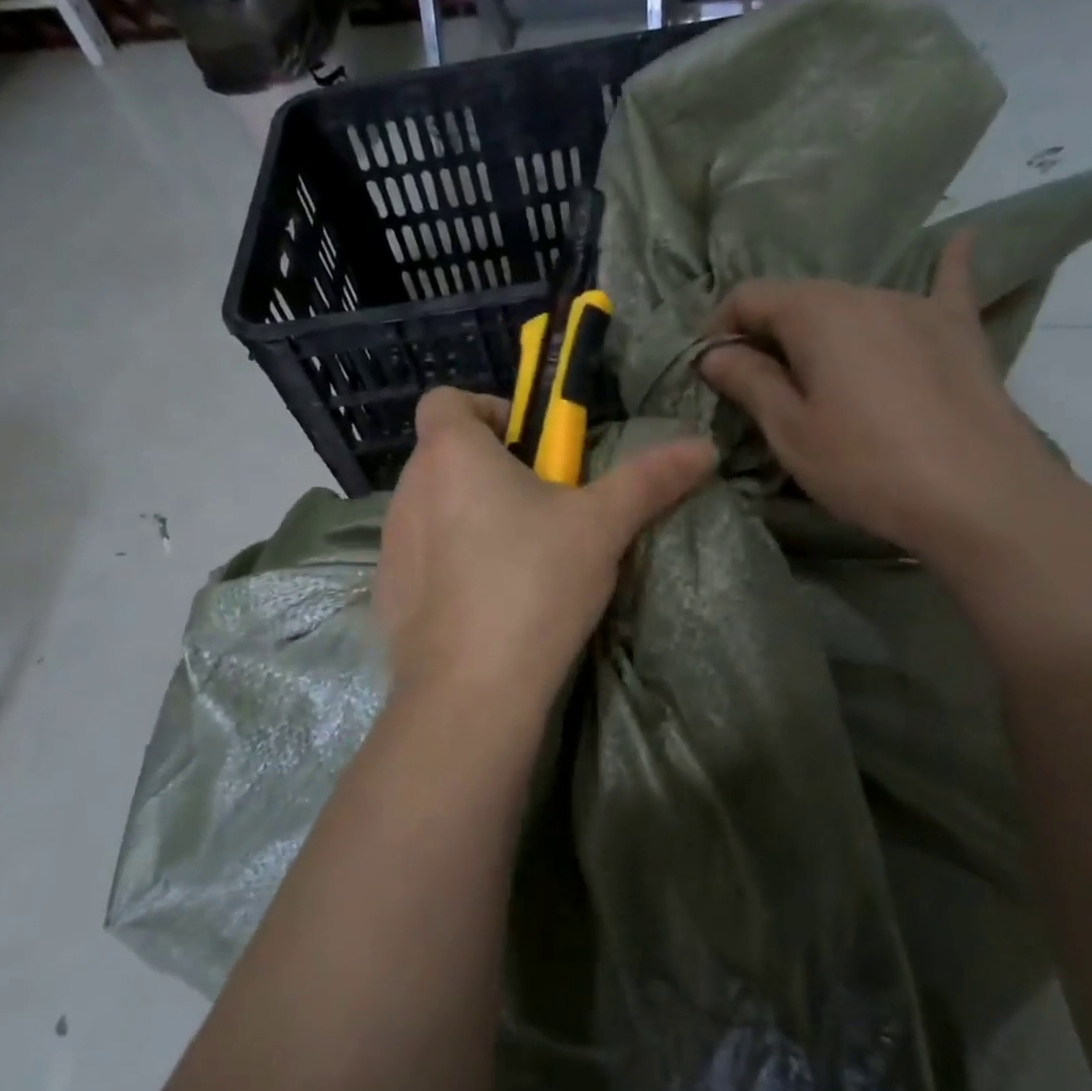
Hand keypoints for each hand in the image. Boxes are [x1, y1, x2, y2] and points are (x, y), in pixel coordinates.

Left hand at [375, 389, 714, 721]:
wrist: (472, 690)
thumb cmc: (535, 584)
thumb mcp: (602, 526)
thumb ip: (650, 479)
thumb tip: (703, 446)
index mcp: (451, 454)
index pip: (448, 399)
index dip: (489, 410)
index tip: (531, 446)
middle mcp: (409, 490)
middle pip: (445, 456)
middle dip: (491, 469)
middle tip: (542, 508)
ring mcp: (391, 545)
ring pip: (433, 509)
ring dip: (469, 516)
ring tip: (518, 559)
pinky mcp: (387, 594)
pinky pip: (420, 559)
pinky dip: (449, 564)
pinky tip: (486, 603)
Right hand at [697, 235, 1073, 560]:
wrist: (980, 496)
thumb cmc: (867, 466)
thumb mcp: (790, 432)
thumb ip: (748, 382)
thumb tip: (713, 353)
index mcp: (816, 312)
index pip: (750, 296)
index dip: (719, 327)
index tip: (708, 368)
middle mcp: (866, 292)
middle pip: (801, 299)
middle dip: (769, 332)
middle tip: (758, 382)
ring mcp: (919, 307)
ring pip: (854, 304)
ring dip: (824, 329)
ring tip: (820, 369)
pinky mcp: (960, 332)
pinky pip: (946, 288)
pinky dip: (943, 269)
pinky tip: (957, 241)